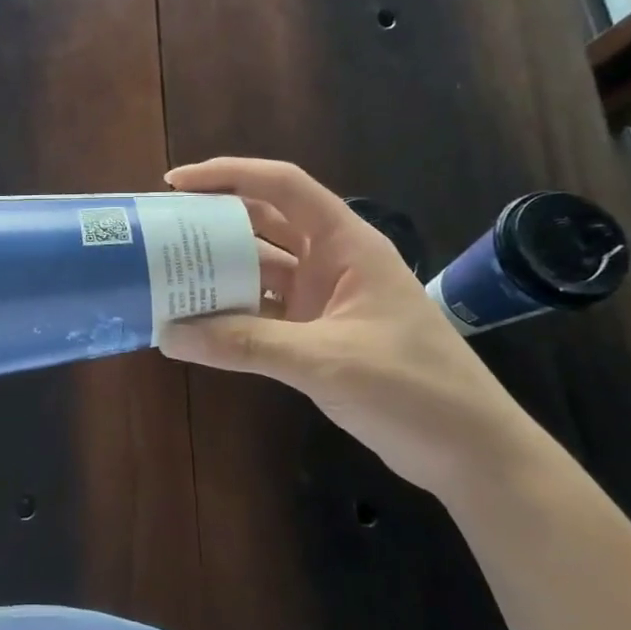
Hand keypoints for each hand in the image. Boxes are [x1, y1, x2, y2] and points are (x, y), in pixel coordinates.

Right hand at [157, 157, 547, 499]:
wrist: (471, 453)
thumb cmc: (413, 389)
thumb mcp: (325, 360)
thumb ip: (245, 344)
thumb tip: (169, 334)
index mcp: (346, 245)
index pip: (282, 186)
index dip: (228, 175)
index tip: (175, 183)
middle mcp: (331, 262)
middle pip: (263, 223)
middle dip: (212, 221)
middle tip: (159, 230)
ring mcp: (323, 299)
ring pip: (260, 269)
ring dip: (218, 271)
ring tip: (165, 274)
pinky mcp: (316, 335)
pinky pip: (262, 311)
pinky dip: (230, 313)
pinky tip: (195, 321)